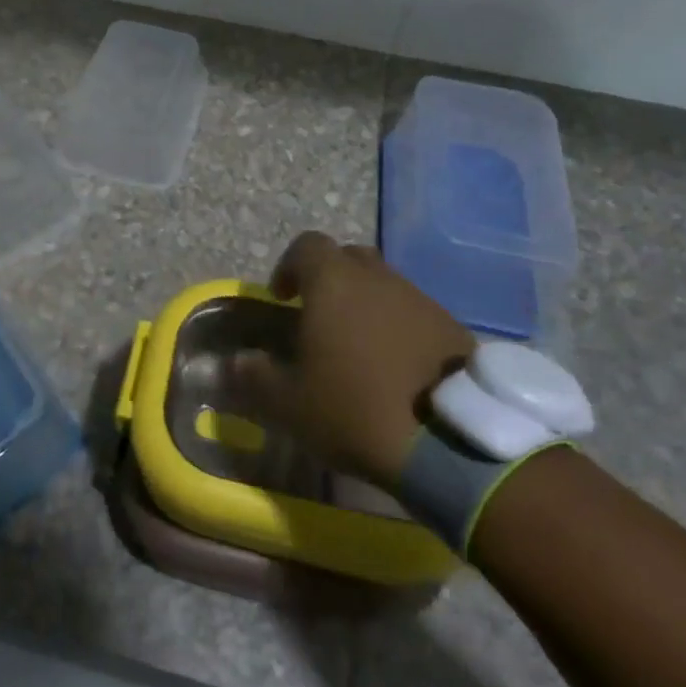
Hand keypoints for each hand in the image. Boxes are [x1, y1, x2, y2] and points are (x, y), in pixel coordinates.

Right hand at [233, 231, 475, 489]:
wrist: (452, 441)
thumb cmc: (356, 409)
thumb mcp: (290, 404)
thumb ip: (254, 377)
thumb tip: (233, 362)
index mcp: (333, 283)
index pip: (306, 245)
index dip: (289, 266)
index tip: (282, 298)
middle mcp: (378, 278)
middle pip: (348, 258)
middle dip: (329, 279)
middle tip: (319, 317)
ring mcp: (420, 299)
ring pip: (383, 284)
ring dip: (366, 304)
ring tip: (357, 348)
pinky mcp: (451, 325)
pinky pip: (413, 312)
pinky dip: (397, 327)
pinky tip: (394, 366)